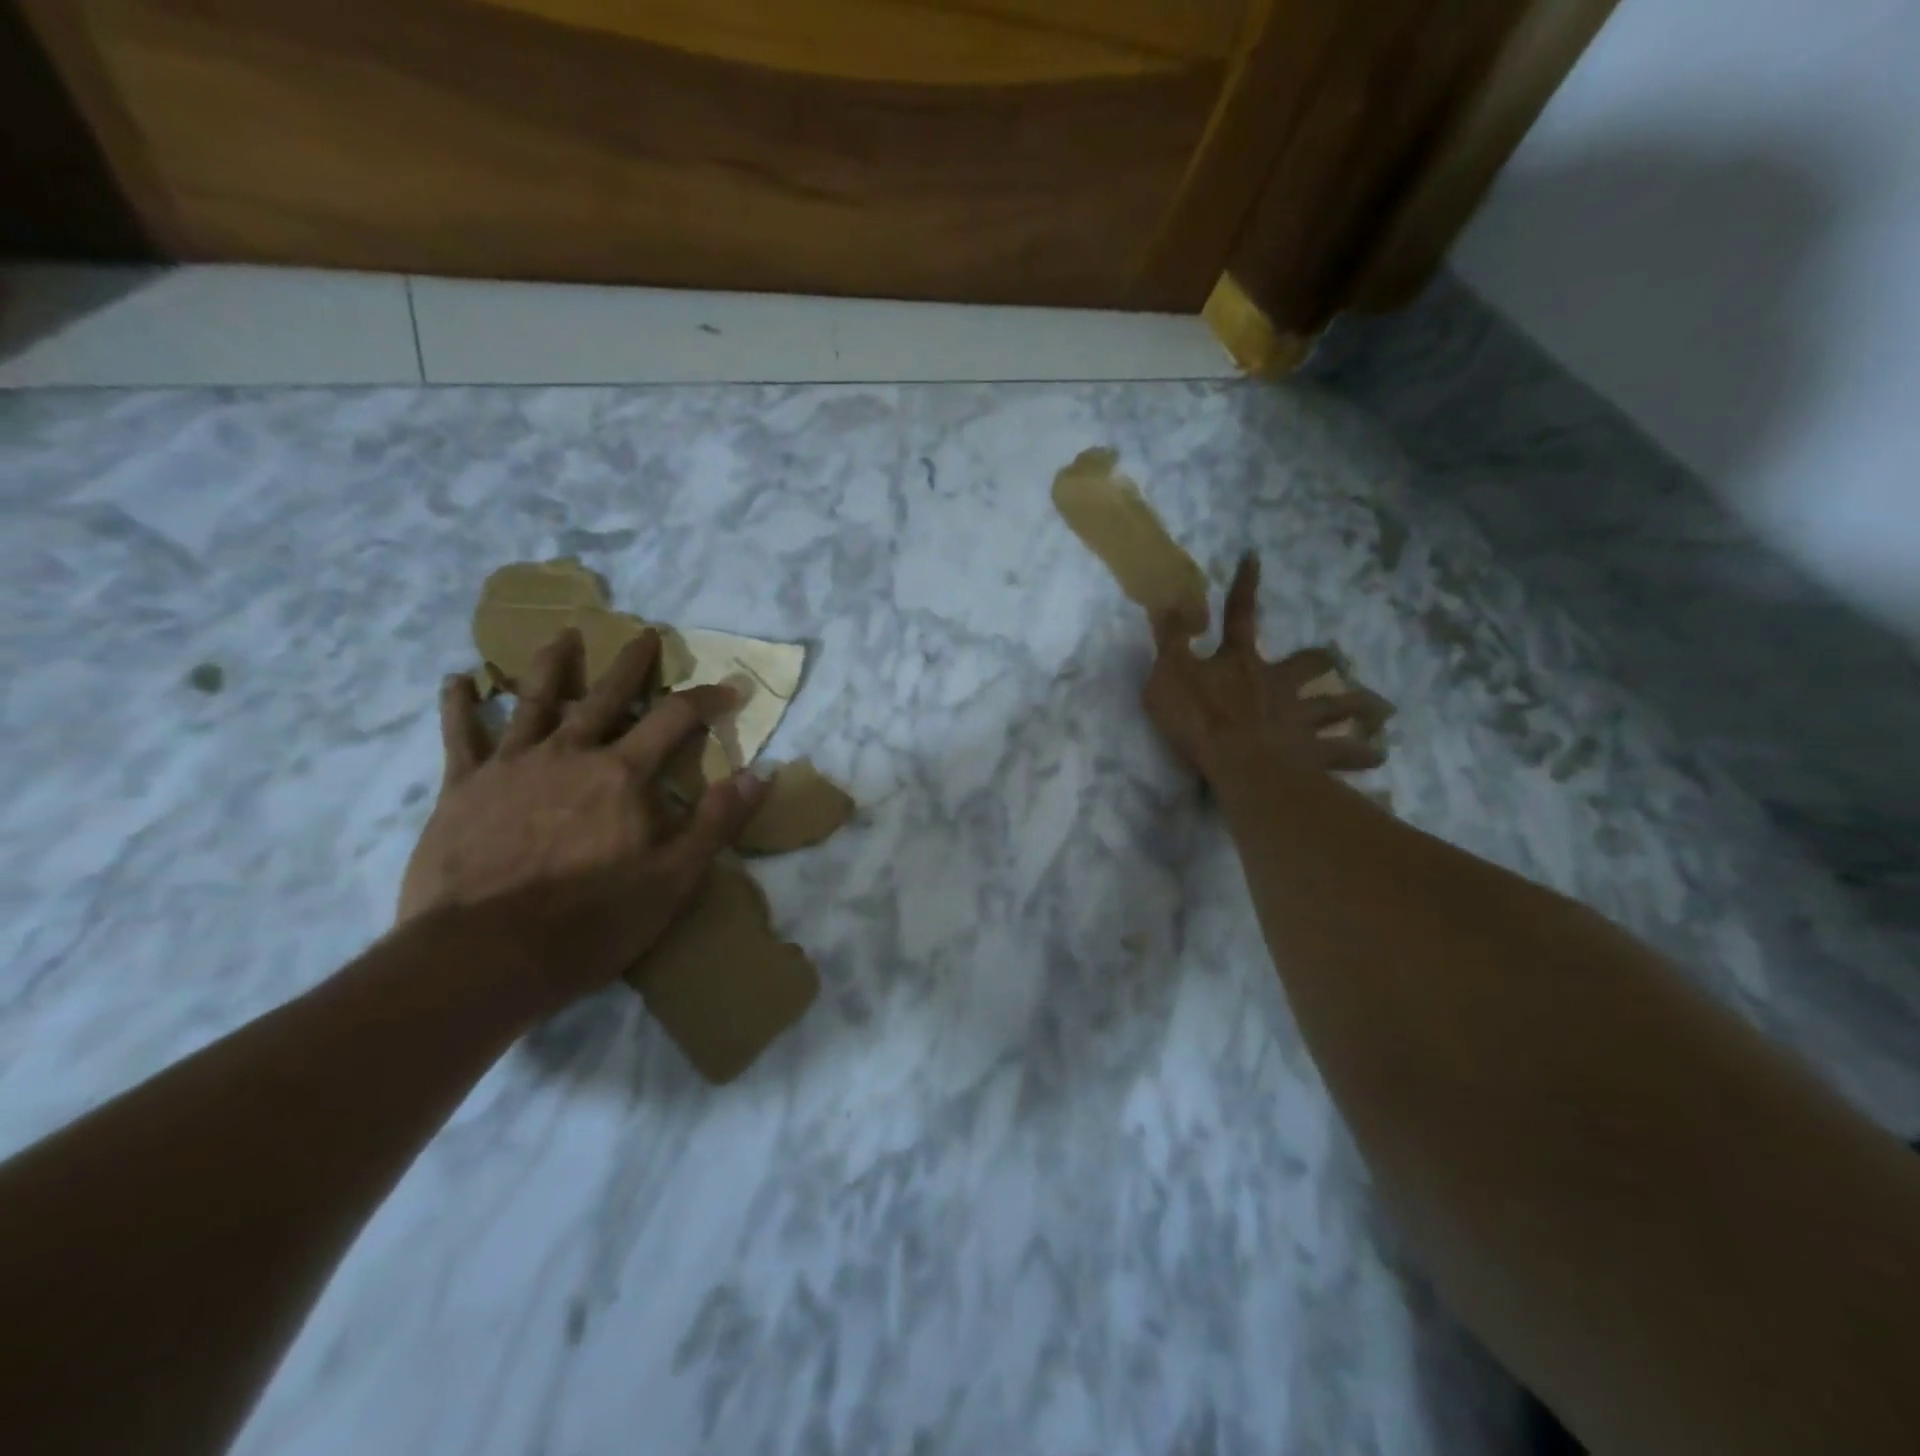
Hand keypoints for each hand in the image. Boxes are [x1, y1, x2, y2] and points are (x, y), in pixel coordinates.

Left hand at [398, 628, 764, 1008]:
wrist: (483, 957)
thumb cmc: (591, 921)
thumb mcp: (674, 879)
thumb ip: (717, 822)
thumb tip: (762, 773)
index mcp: (622, 775)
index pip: (675, 719)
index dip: (707, 699)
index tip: (730, 689)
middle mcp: (569, 754)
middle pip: (605, 695)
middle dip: (631, 664)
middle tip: (645, 635)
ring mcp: (512, 766)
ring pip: (535, 700)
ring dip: (552, 664)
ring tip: (564, 636)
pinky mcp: (462, 788)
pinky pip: (460, 736)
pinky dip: (460, 705)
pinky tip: (459, 680)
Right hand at [1143, 553, 1391, 783]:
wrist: (1240, 764)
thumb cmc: (1199, 720)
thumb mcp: (1168, 674)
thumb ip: (1171, 640)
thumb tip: (1169, 600)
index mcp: (1241, 662)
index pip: (1239, 615)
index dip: (1244, 586)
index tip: (1253, 557)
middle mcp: (1279, 684)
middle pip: (1309, 665)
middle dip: (1323, 661)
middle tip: (1338, 663)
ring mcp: (1302, 718)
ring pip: (1340, 707)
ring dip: (1362, 707)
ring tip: (1382, 711)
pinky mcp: (1315, 752)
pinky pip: (1346, 752)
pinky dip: (1364, 753)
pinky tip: (1379, 754)